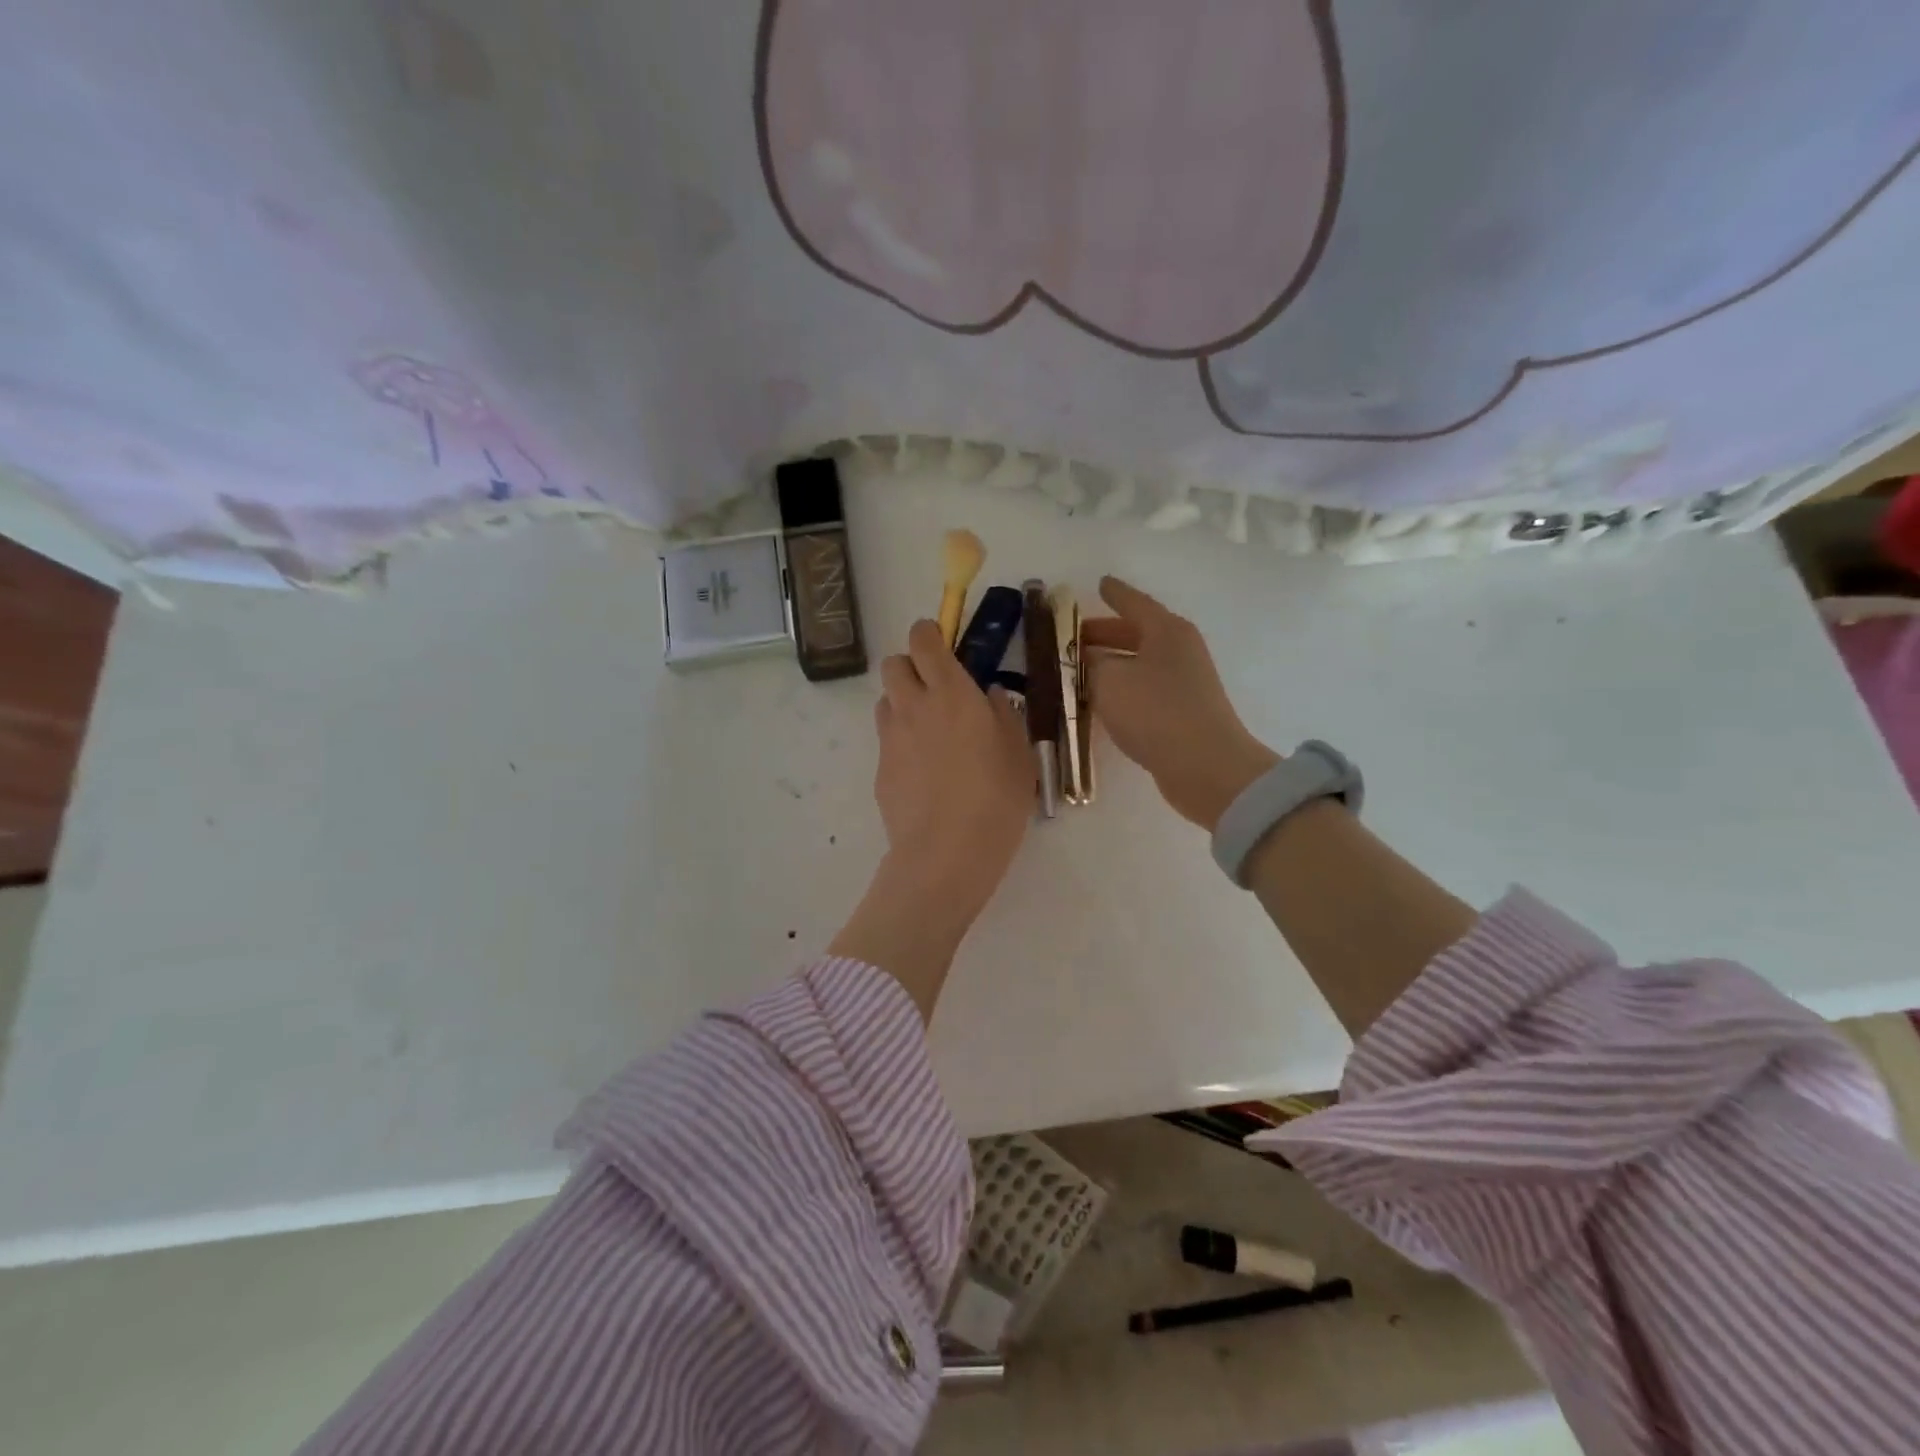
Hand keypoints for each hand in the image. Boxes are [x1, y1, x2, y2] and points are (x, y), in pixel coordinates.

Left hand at [828, 619, 1034, 1018]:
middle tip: (936, 690)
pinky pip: (886, 739)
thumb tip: (990, 694)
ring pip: (885, 700)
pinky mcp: (879, 769)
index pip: (924, 640)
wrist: (947, 854)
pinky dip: (901, 741)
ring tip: (929, 732)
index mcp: (951, 693)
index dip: (928, 633)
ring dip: (902, 703)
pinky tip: (923, 772)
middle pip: (893, 663)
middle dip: (910, 666)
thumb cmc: (996, 799)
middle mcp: (914, 706)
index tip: (941, 642)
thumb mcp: (1018, 753)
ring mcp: (891, 738)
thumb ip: (1004, 714)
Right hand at [1085, 576, 1279, 830]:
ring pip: (1139, 663)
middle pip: (1137, 633)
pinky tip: (1102, 701)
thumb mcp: (1109, 681)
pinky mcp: (1183, 712)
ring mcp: (1184, 682)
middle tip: (1073, 638)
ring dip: (1111, 664)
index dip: (1114, 593)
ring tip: (1079, 670)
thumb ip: (1091, 664)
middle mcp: (1179, 650)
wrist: (1204, 766)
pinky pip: (1144, 689)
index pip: (1133, 602)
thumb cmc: (1154, 712)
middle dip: (1104, 634)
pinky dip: (1122, 689)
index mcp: (1166, 630)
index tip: (1100, 583)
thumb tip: (1088, 659)